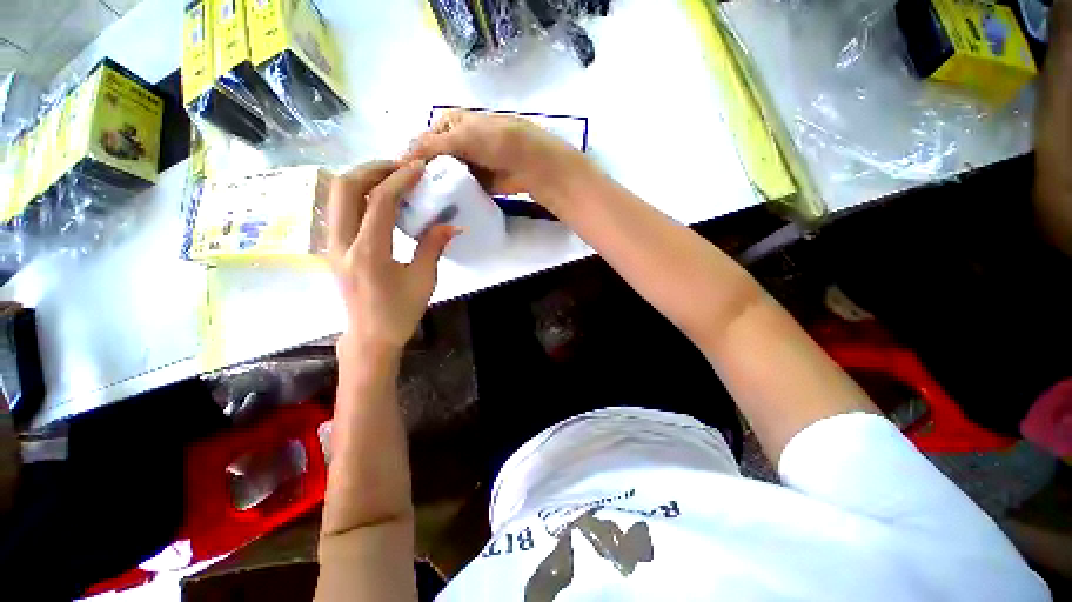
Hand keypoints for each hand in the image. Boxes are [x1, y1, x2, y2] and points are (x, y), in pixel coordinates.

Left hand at [328, 161, 456, 352]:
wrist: (370, 336)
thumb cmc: (400, 312)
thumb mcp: (423, 280)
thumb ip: (433, 246)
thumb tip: (452, 224)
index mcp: (369, 253)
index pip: (380, 202)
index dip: (400, 179)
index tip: (418, 167)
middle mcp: (342, 243)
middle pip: (345, 187)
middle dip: (373, 169)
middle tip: (400, 166)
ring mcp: (332, 244)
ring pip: (336, 195)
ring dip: (362, 178)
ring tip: (390, 177)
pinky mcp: (332, 247)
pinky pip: (339, 209)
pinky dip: (357, 194)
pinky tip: (379, 198)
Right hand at [406, 110, 591, 210]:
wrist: (532, 165)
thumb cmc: (498, 141)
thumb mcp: (463, 136)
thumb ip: (433, 146)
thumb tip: (402, 158)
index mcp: (452, 123)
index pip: (424, 138)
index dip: (412, 155)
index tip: (399, 177)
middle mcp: (459, 142)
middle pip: (434, 159)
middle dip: (424, 174)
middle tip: (410, 195)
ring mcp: (470, 164)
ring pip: (446, 175)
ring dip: (437, 187)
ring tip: (420, 204)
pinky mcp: (479, 183)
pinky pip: (461, 189)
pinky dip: (452, 196)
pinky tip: (439, 208)